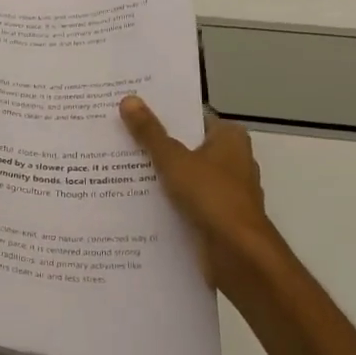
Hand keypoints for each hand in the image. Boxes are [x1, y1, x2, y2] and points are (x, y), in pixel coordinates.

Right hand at [120, 94, 283, 297]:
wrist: (239, 256)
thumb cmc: (211, 197)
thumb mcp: (173, 160)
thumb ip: (150, 132)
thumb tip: (128, 98)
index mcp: (229, 139)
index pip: (192, 116)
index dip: (164, 113)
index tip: (132, 110)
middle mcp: (232, 160)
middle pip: (186, 145)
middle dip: (155, 143)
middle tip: (116, 135)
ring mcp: (225, 191)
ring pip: (184, 174)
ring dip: (158, 174)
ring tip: (117, 166)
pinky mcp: (217, 217)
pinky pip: (185, 200)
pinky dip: (166, 199)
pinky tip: (134, 199)